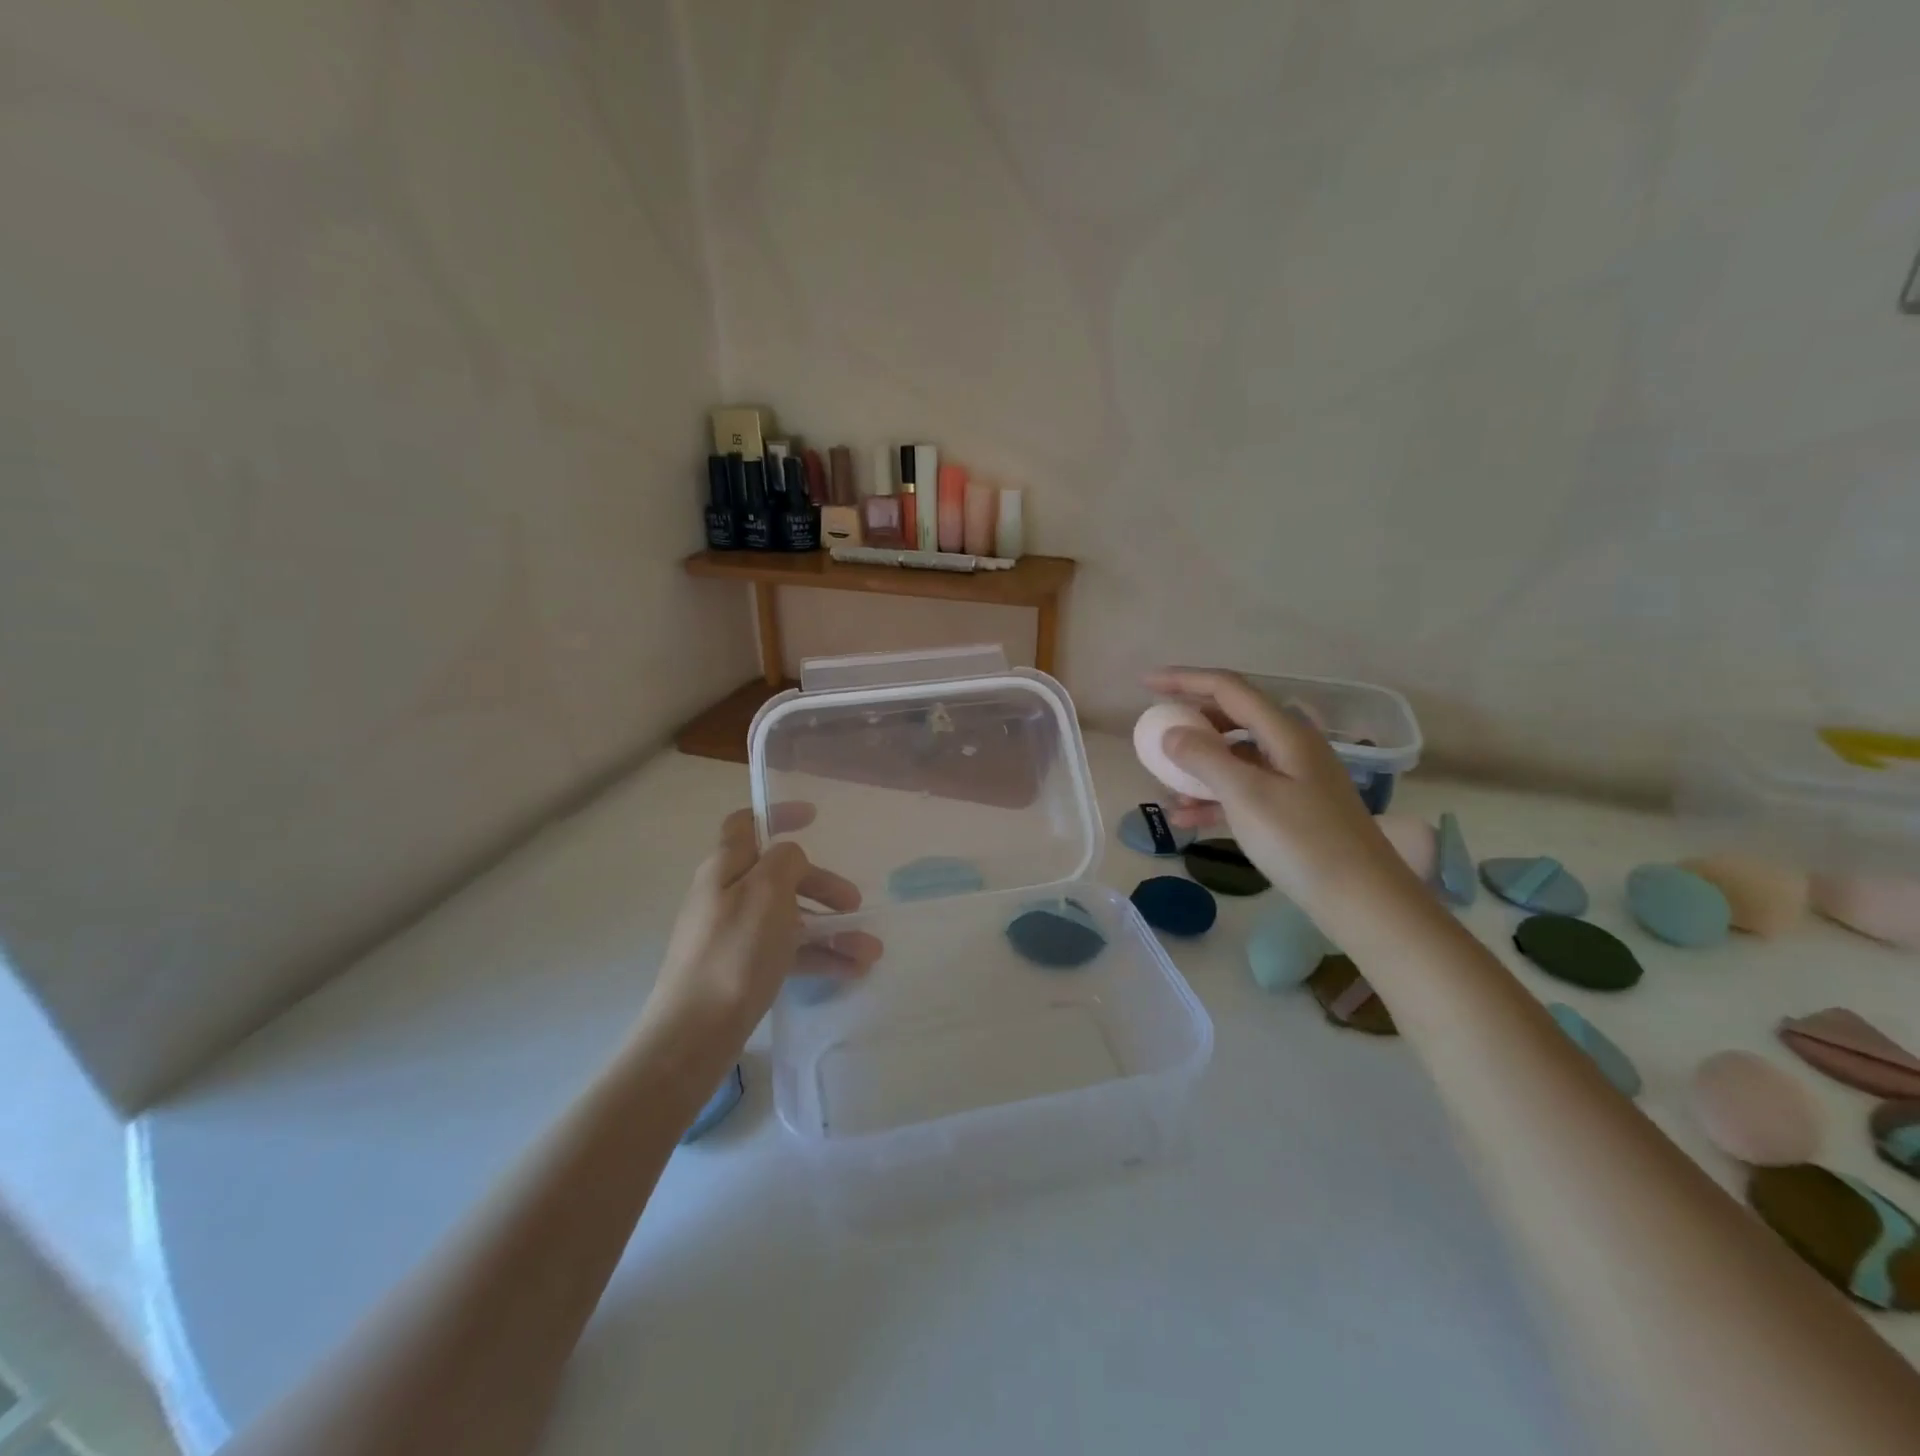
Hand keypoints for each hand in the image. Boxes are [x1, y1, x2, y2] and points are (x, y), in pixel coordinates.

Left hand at [645, 805, 882, 1043]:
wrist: (694, 1033)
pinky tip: (852, 971)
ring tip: (870, 951)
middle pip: (780, 876)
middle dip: (822, 885)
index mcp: (725, 868)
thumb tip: (790, 857)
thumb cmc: (734, 952)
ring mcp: (734, 935)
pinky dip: (819, 957)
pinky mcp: (742, 970)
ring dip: (831, 929)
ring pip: (791, 918)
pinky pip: (788, 952)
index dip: (778, 814)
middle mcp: (727, 895)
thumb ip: (785, 861)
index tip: (814, 817)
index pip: (746, 824)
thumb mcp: (766, 892)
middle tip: (855, 903)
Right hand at [1142, 668, 1423, 931]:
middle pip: (1232, 718)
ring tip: (1165, 788)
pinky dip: (1213, 798)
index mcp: (1285, 732)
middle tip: (1155, 734)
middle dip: (1190, 722)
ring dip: (1198, 766)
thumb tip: (1170, 734)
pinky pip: (1243, 790)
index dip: (1183, 679)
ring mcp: (1293, 779)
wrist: (1363, 901)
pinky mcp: (1292, 809)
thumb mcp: (1247, 796)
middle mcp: (1290, 747)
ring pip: (1235, 757)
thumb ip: (1204, 758)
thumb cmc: (1303, 842)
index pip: (1227, 688)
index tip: (1144, 683)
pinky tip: (1185, 819)